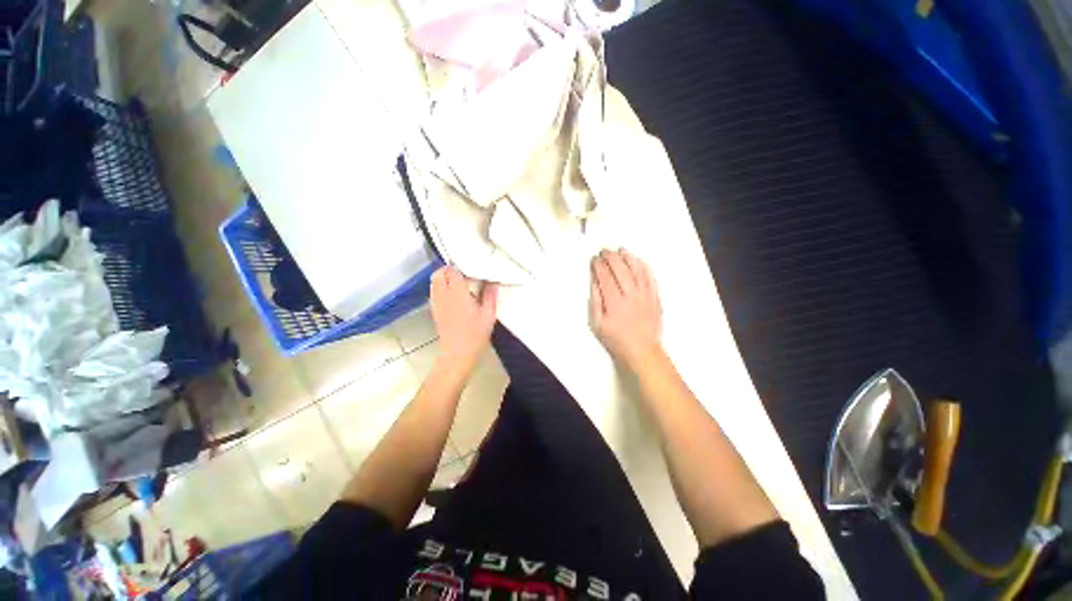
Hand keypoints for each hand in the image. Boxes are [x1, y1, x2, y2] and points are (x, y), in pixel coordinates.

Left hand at [430, 265, 497, 375]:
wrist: (457, 354)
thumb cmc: (475, 335)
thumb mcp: (489, 315)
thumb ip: (490, 295)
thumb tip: (493, 282)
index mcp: (458, 293)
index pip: (453, 271)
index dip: (462, 267)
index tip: (472, 270)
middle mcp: (443, 294)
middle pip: (439, 273)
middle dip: (449, 270)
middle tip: (464, 273)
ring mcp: (436, 302)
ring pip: (434, 281)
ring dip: (444, 277)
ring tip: (459, 282)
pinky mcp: (434, 310)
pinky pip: (434, 291)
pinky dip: (441, 287)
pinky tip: (453, 295)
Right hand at [590, 248, 663, 366]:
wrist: (642, 350)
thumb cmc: (618, 340)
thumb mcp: (598, 324)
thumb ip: (595, 302)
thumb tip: (594, 283)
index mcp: (615, 303)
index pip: (605, 277)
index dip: (599, 266)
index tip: (594, 260)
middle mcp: (631, 296)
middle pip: (620, 269)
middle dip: (611, 257)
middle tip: (604, 251)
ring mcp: (645, 295)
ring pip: (637, 269)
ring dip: (628, 257)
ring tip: (621, 250)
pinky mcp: (655, 297)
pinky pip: (651, 277)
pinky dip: (644, 266)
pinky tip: (638, 260)